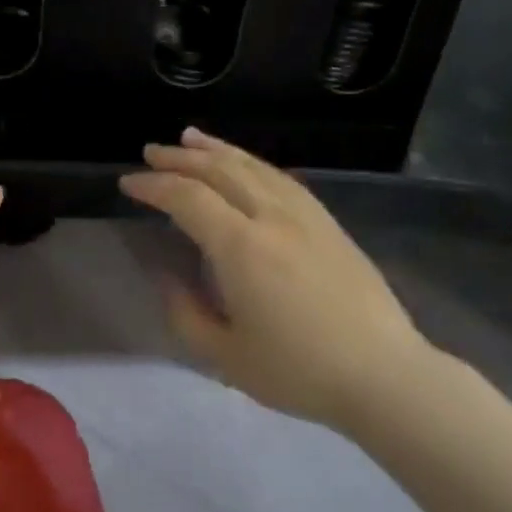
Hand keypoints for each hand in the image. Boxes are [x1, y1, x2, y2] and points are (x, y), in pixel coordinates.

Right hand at [120, 128, 428, 431]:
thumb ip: (186, 314)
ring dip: (215, 149)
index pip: (187, 198)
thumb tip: (168, 277)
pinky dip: (252, 162)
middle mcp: (270, 216)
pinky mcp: (326, 221)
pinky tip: (243, 163)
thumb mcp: (226, 358)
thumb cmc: (299, 372)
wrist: (384, 375)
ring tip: (189, 137)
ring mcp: (304, 214)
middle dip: (179, 157)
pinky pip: (280, 177)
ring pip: (251, 166)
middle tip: (151, 152)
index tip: (128, 184)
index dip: (153, 186)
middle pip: (218, 170)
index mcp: (241, 247)